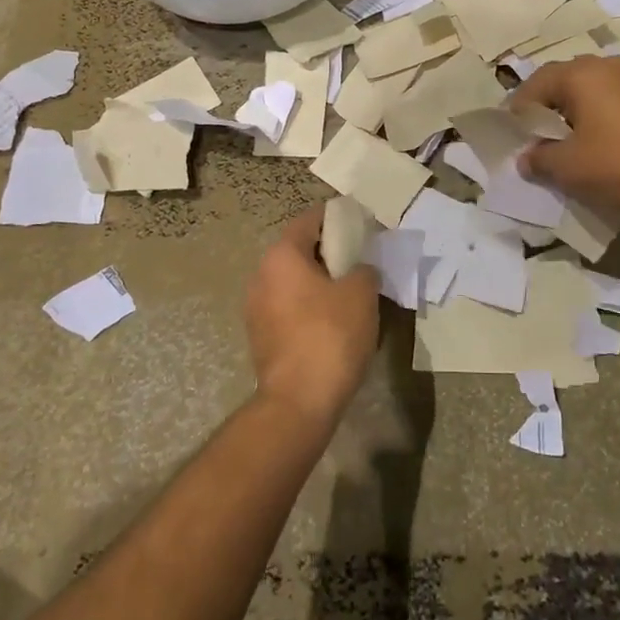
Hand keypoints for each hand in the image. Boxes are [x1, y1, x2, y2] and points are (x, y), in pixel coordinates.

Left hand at [245, 207, 381, 433]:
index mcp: (282, 256)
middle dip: (329, 252)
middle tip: (361, 259)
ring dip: (319, 282)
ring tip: (350, 292)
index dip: (337, 218)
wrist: (299, 401)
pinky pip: (289, 308)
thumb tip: (359, 270)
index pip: (310, 220)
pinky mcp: (260, 336)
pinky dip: (309, 306)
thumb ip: (363, 269)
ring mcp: (256, 308)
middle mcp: (261, 275)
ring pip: (293, 281)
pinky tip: (333, 321)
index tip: (361, 225)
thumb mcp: (361, 293)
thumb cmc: (331, 335)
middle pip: (299, 250)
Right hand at [512, 57, 619, 215]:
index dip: (517, 114)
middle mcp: (605, 66)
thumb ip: (539, 159)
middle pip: (561, 84)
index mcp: (579, 74)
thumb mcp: (570, 168)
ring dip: (572, 117)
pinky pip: (611, 104)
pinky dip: (597, 122)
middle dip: (544, 113)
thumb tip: (526, 157)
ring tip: (566, 148)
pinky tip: (599, 148)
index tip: (511, 140)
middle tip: (535, 143)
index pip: (533, 86)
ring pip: (588, 94)